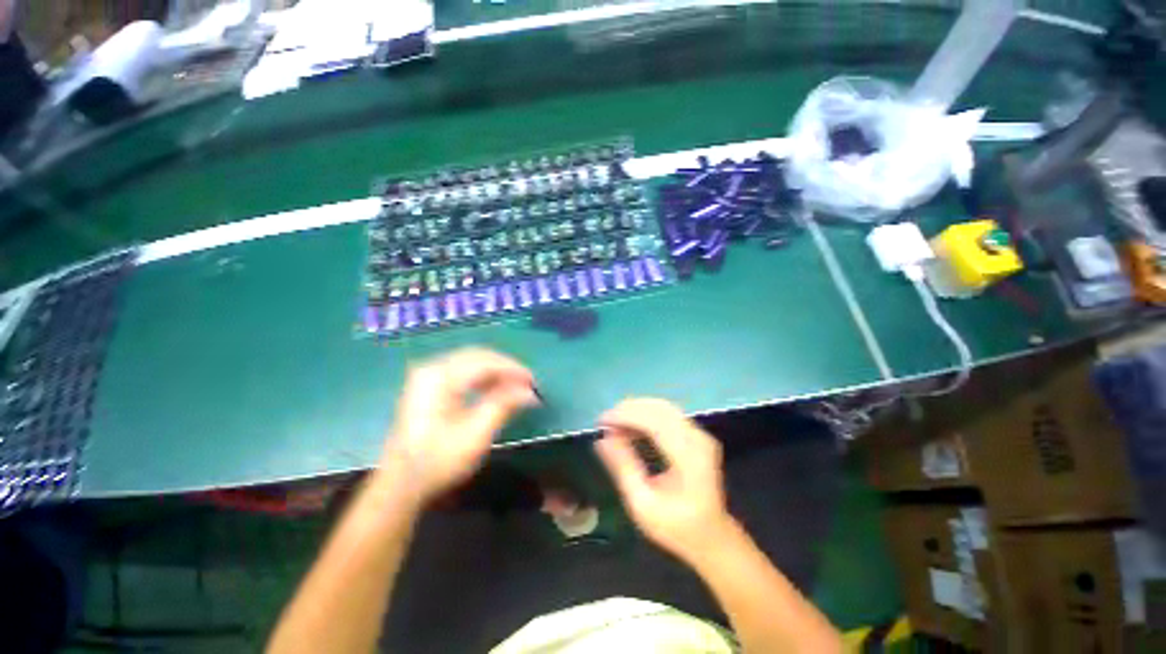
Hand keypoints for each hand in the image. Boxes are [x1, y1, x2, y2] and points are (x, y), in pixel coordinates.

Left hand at [383, 348, 536, 503]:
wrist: (400, 484)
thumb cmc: (438, 461)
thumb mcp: (475, 435)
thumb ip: (503, 406)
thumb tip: (530, 392)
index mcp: (440, 377)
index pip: (485, 362)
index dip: (513, 369)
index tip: (533, 382)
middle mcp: (432, 368)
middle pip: (478, 356)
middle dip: (506, 368)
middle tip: (527, 384)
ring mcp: (428, 375)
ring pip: (472, 361)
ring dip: (496, 372)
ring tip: (515, 387)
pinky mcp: (428, 384)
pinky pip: (463, 370)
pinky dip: (482, 377)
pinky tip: (494, 389)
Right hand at [595, 398, 733, 562]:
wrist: (712, 537)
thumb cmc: (676, 527)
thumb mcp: (643, 505)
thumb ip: (623, 468)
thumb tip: (602, 439)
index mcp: (689, 457)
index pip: (655, 421)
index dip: (625, 416)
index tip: (601, 422)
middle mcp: (698, 439)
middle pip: (659, 408)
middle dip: (628, 409)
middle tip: (604, 422)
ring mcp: (700, 434)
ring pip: (663, 407)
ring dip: (636, 410)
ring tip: (613, 423)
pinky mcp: (697, 434)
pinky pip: (668, 414)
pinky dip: (646, 415)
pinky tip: (630, 426)